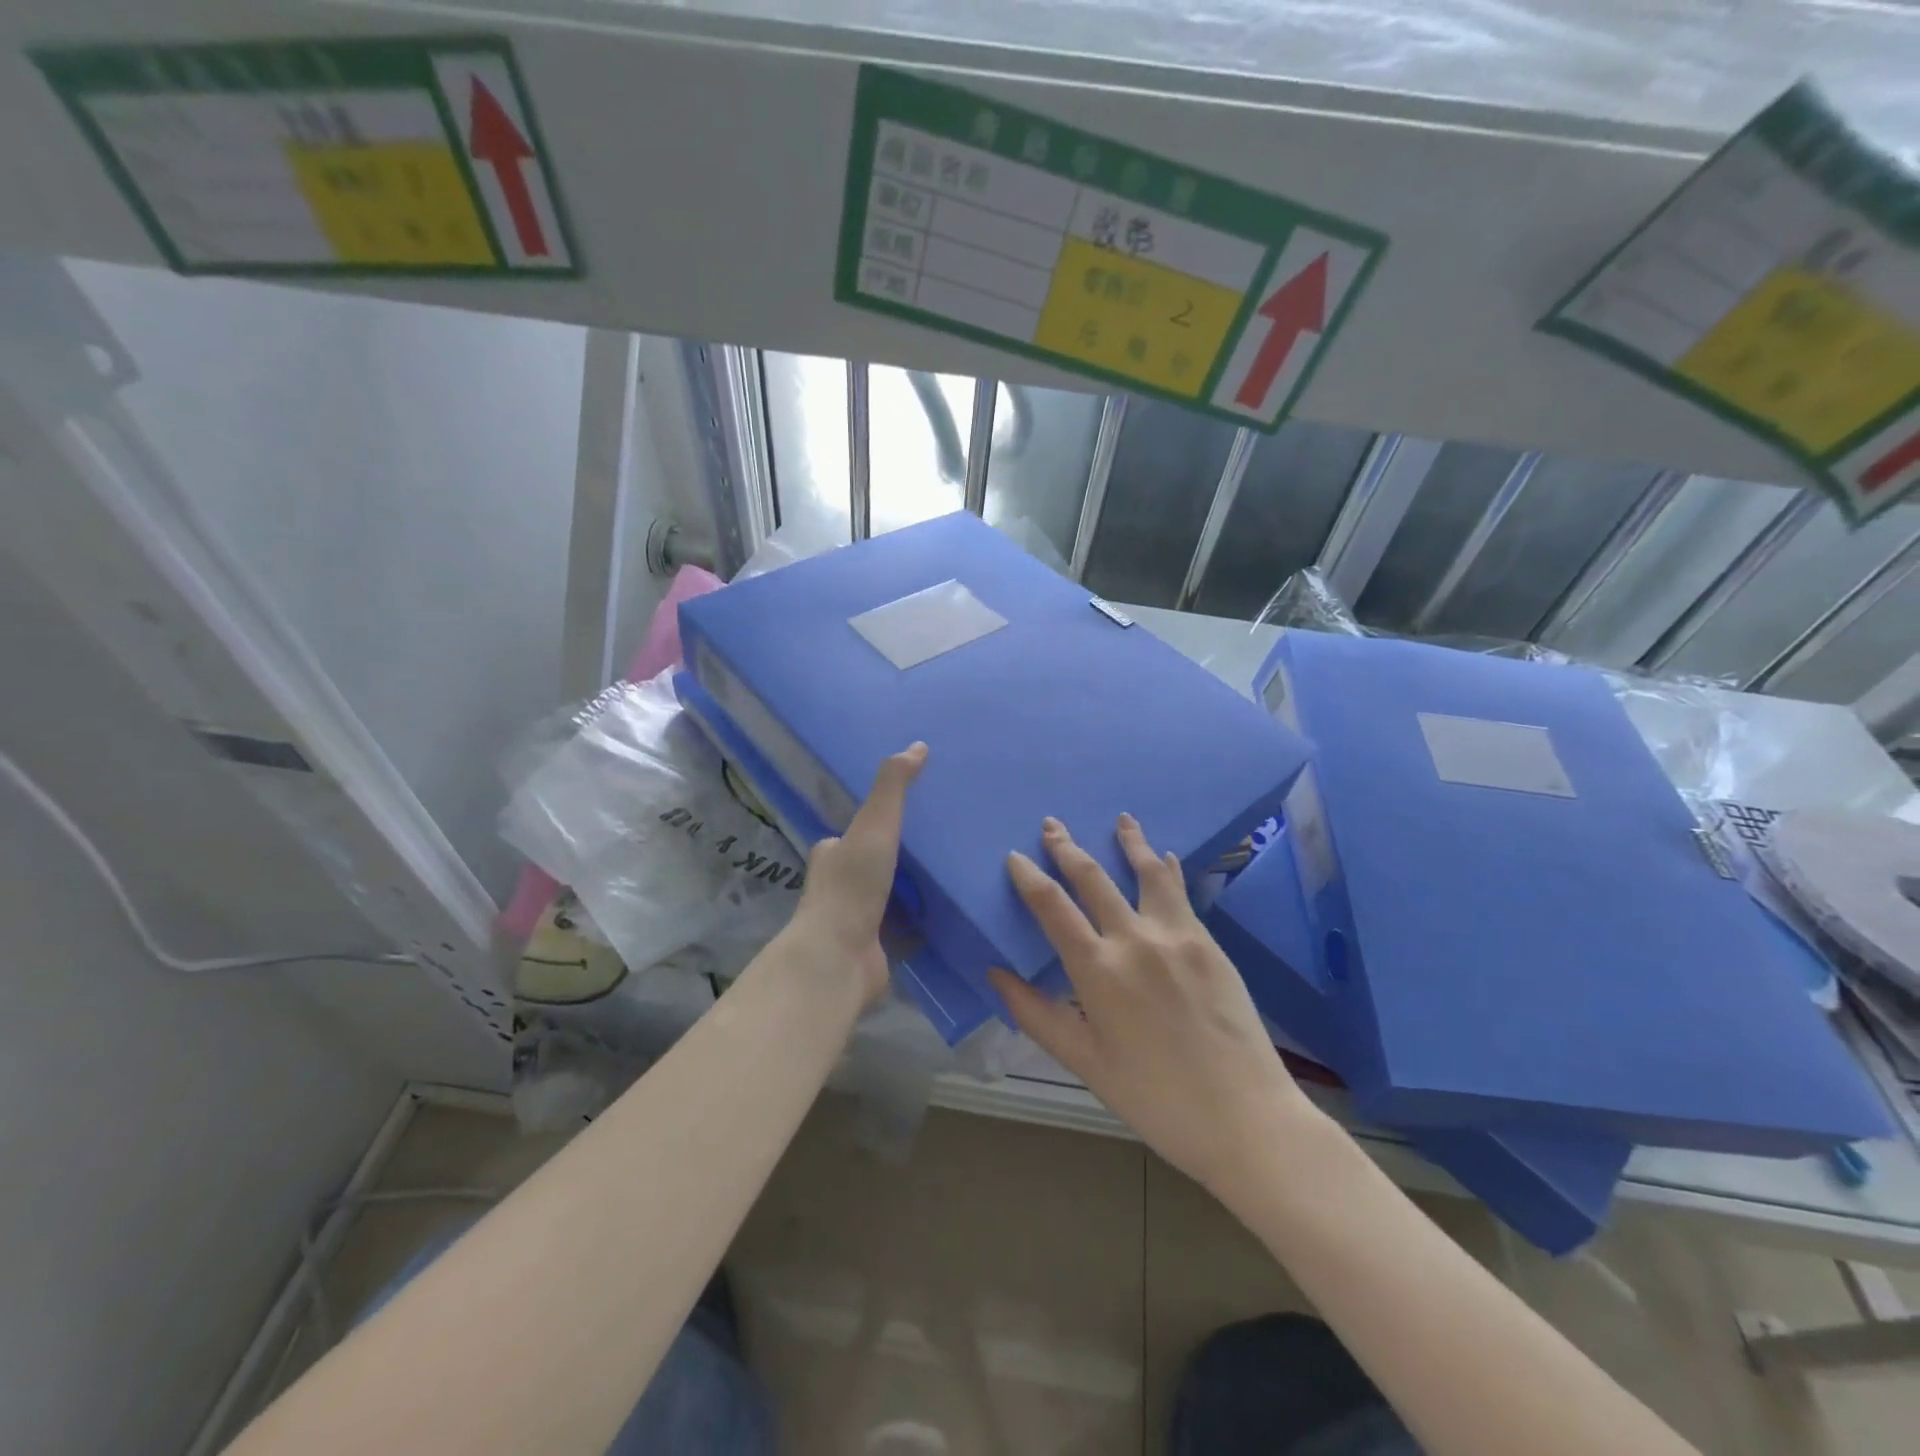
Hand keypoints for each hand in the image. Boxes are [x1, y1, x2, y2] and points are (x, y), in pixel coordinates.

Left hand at [779, 742, 926, 1008]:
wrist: (840, 958)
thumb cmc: (853, 885)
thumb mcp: (875, 824)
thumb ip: (893, 787)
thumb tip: (918, 746)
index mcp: (832, 854)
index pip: (856, 831)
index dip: (878, 822)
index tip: (913, 814)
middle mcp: (839, 886)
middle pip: (874, 863)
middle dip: (900, 856)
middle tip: (943, 843)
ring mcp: (856, 920)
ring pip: (890, 896)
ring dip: (914, 889)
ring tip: (953, 874)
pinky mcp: (875, 948)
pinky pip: (904, 928)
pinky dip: (922, 922)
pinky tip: (949, 913)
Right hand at [989, 814, 1315, 1196]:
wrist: (1244, 1117)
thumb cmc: (1154, 1098)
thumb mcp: (1085, 1061)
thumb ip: (1037, 1014)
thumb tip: (996, 974)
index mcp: (1098, 969)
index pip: (1052, 907)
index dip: (1029, 877)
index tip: (1015, 856)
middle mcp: (1134, 939)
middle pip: (1092, 878)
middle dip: (1067, 847)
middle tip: (1052, 824)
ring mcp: (1176, 936)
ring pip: (1146, 873)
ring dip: (1129, 842)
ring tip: (1121, 820)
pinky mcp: (1208, 943)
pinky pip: (1181, 894)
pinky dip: (1168, 870)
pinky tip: (1166, 857)